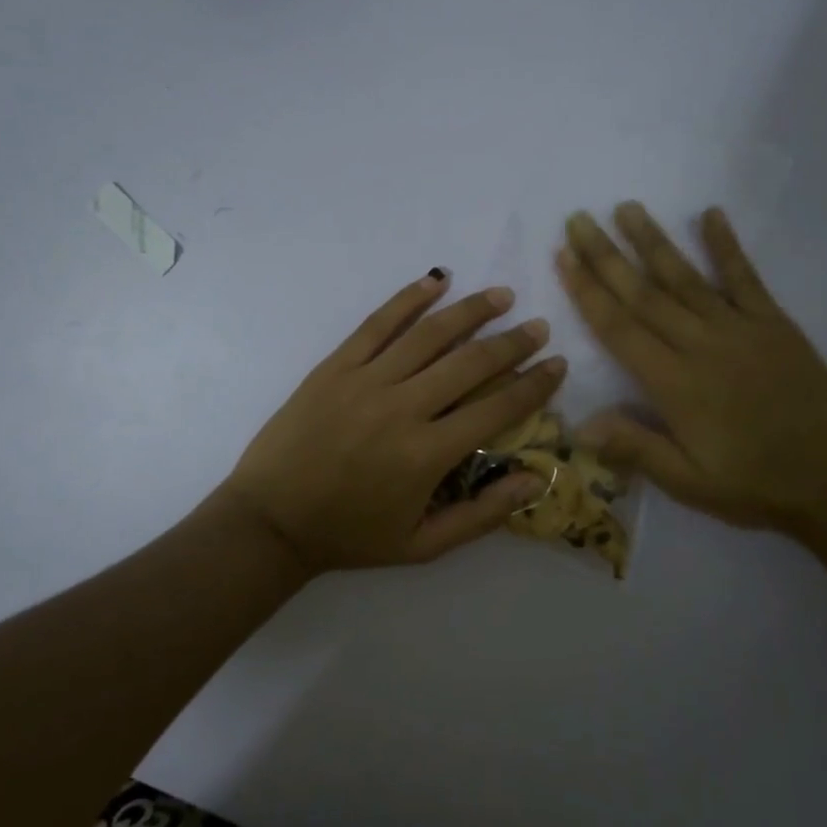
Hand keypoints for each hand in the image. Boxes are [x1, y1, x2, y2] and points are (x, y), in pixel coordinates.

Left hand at [224, 272, 566, 575]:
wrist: (269, 520)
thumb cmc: (350, 535)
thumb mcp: (422, 546)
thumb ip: (482, 515)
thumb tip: (536, 480)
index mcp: (427, 454)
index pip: (497, 409)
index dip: (533, 385)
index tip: (557, 364)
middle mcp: (402, 408)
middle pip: (470, 363)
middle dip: (512, 342)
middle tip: (538, 326)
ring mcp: (366, 381)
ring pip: (429, 334)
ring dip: (470, 311)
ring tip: (501, 296)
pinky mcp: (335, 366)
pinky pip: (377, 324)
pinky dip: (408, 298)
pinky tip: (436, 280)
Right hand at [557, 204, 826, 532]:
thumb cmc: (753, 486)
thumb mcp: (688, 482)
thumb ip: (634, 448)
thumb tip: (578, 424)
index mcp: (675, 385)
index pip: (619, 328)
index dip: (588, 291)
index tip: (564, 256)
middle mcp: (702, 346)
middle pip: (644, 294)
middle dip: (607, 255)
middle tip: (579, 219)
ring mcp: (741, 329)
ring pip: (686, 278)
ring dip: (654, 241)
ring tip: (627, 207)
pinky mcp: (775, 324)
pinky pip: (746, 277)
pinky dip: (727, 245)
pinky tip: (712, 214)